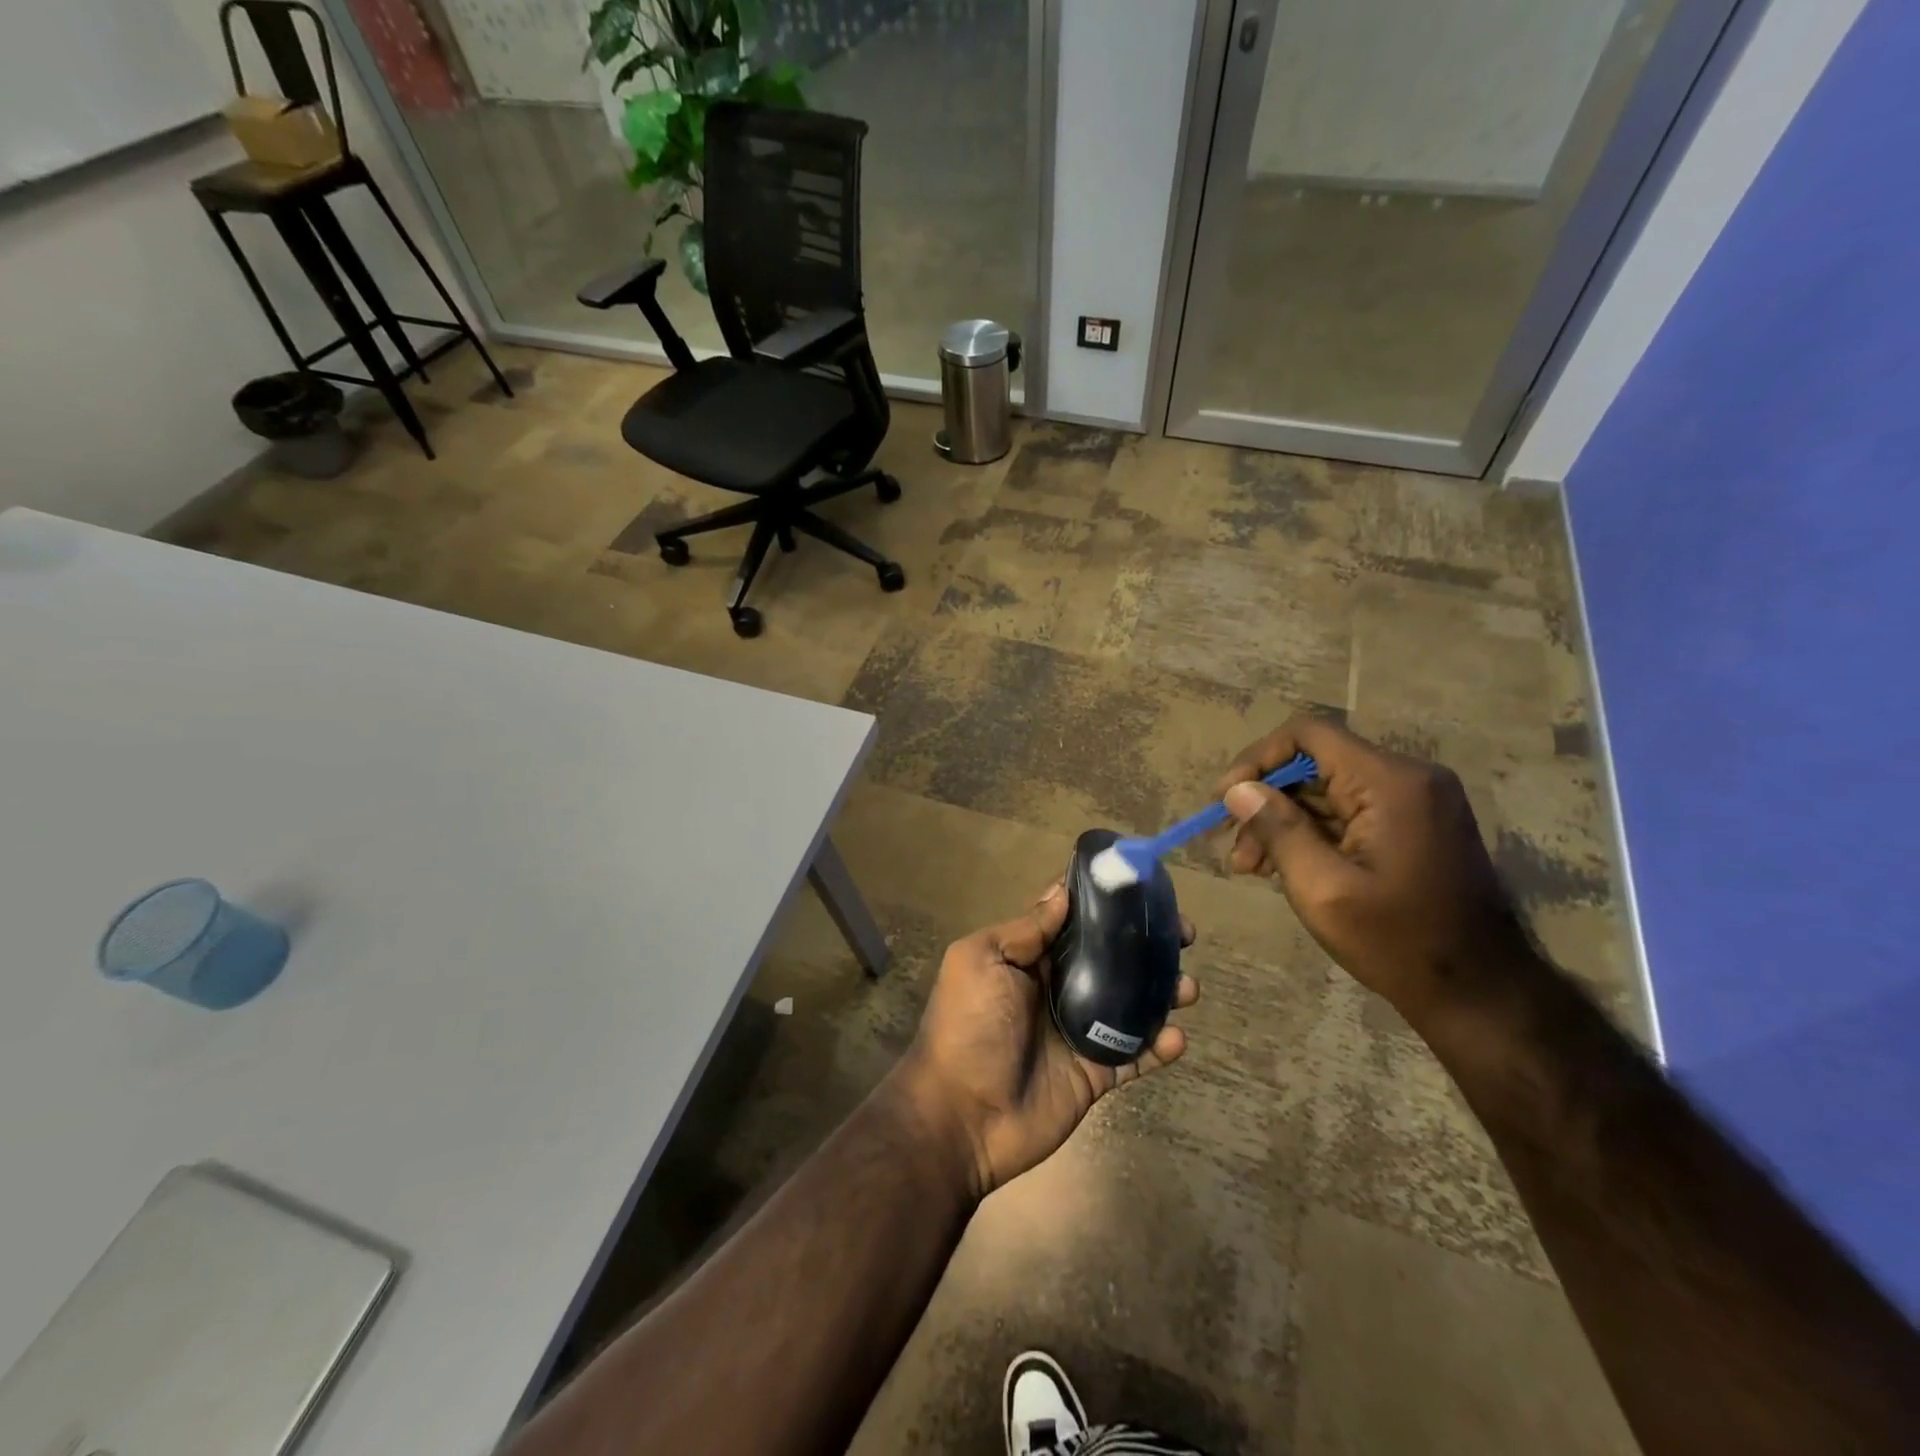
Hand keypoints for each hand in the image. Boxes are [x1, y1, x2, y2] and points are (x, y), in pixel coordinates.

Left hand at [891, 882, 1197, 1200]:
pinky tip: (1176, 1037)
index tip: (1142, 887)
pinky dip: (1160, 1045)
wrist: (961, 1116)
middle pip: (1111, 957)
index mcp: (1029, 958)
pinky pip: (1135, 1055)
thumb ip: (1025, 930)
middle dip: (1147, 942)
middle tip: (1183, 933)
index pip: (1072, 920)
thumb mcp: (982, 961)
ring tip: (1187, 987)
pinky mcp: (1095, 1072)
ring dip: (1163, 991)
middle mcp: (1057, 988)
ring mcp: (1079, 1031)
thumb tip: (1063, 893)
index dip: (1105, 902)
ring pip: (1131, 1002)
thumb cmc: (967, 1026)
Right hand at [1217, 714, 1528, 1024]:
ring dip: (1284, 821)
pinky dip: (1312, 832)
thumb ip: (1277, 830)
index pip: (1308, 735)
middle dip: (1266, 801)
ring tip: (1252, 866)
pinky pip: (1349, 811)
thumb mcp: (1321, 889)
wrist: (1480, 992)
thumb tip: (1238, 790)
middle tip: (1235, 848)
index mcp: (1390, 782)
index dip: (1257, 759)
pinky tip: (1285, 866)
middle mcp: (1407, 778)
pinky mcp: (1415, 823)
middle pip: (1315, 764)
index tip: (1225, 800)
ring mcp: (1415, 801)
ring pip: (1327, 790)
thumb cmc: (1397, 942)